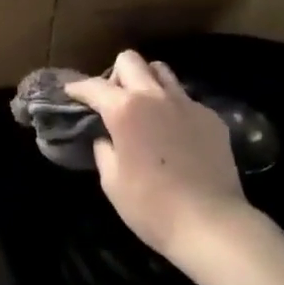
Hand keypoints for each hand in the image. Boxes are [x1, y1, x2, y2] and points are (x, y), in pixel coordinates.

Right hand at [66, 52, 250, 271]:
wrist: (211, 223)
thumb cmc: (151, 206)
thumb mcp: (112, 181)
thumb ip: (104, 149)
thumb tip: (107, 137)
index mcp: (125, 109)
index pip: (94, 86)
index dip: (78, 88)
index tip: (71, 92)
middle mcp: (156, 96)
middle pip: (131, 60)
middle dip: (115, 74)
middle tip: (112, 99)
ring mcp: (187, 104)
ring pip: (162, 72)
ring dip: (147, 81)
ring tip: (144, 107)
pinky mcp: (211, 117)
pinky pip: (186, 99)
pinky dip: (173, 107)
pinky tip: (174, 133)